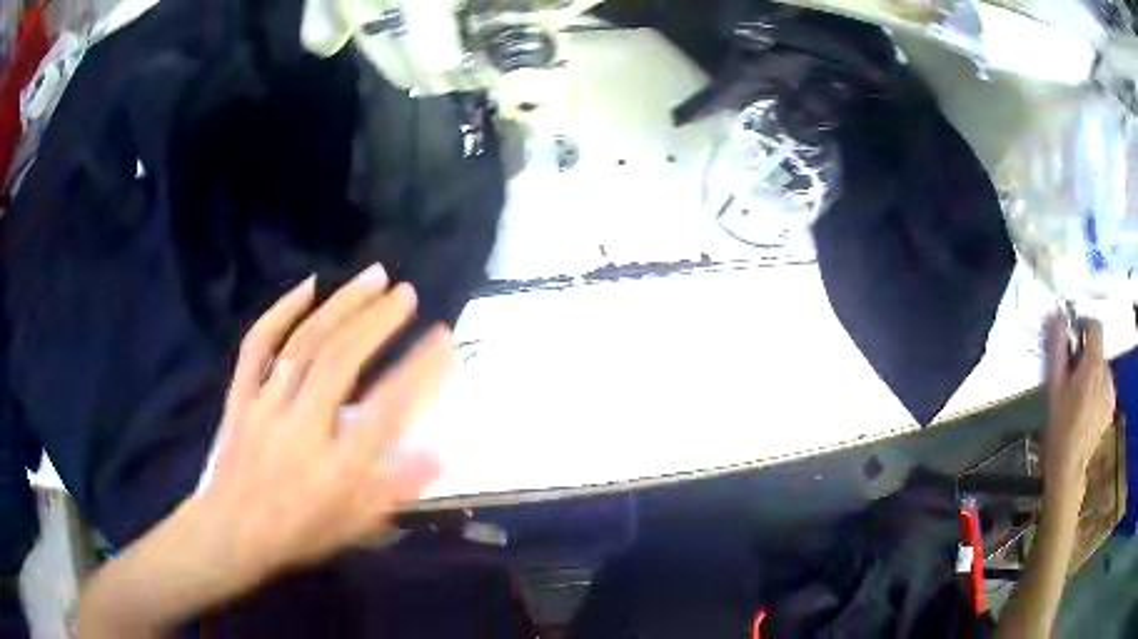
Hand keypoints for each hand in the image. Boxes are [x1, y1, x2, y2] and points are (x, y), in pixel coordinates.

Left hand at [197, 265, 451, 591]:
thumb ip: (397, 487)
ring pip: (304, 345)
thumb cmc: (297, 531)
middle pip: (340, 364)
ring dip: (341, 306)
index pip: (386, 413)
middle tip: (407, 293)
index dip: (420, 373)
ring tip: (374, 277)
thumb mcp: (354, 524)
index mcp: (334, 468)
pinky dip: (281, 311)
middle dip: (377, 322)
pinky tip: (307, 286)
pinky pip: (257, 346)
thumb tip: (443, 451)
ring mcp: (265, 406)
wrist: (231, 532)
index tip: (445, 341)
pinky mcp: (242, 396)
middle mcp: (300, 429)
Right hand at [1043, 315, 1114, 497]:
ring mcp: (1111, 391)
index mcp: (1094, 363)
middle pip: (1098, 350)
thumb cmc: (1059, 427)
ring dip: (1092, 374)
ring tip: (1078, 397)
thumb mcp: (1053, 386)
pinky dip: (1097, 391)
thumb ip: (1057, 348)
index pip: (1095, 326)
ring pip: (1102, 370)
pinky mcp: (1111, 407)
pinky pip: (1105, 387)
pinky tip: (1087, 410)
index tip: (1072, 338)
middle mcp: (1107, 372)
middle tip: (1071, 377)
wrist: (1068, 468)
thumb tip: (1055, 316)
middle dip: (1085, 357)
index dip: (1083, 325)